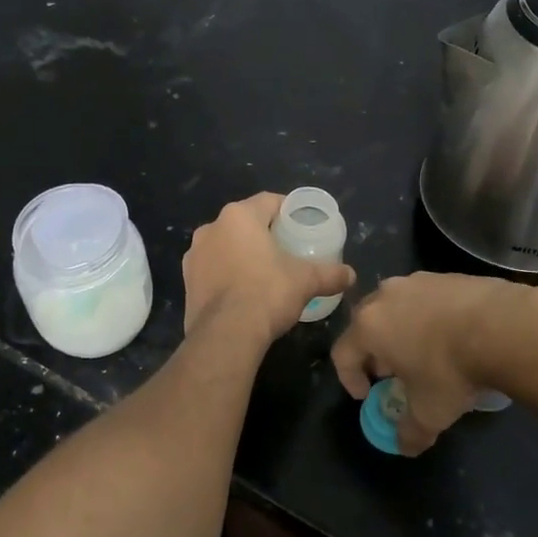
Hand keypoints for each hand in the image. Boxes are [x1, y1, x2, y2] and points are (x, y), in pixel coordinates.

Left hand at [182, 193, 356, 346]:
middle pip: (244, 223)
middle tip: (286, 248)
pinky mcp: (187, 282)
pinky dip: (228, 274)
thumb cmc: (267, 293)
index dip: (287, 210)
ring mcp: (194, 256)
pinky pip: (213, 269)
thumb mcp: (306, 281)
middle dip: (264, 232)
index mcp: (239, 216)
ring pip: (225, 246)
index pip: (268, 201)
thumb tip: (351, 275)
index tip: (300, 223)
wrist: (225, 335)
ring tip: (264, 271)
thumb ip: (330, 274)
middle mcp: (211, 228)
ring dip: (242, 253)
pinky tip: (243, 292)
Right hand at [331, 273, 532, 455]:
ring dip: (402, 331)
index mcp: (369, 326)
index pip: (342, 353)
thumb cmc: (451, 369)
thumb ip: (409, 432)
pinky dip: (430, 318)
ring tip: (426, 354)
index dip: (350, 379)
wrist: (503, 326)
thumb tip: (404, 445)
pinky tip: (454, 337)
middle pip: (366, 325)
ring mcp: (416, 281)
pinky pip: (426, 299)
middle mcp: (385, 296)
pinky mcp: (446, 275)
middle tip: (393, 374)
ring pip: (397, 308)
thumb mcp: (429, 412)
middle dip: (374, 352)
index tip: (368, 396)